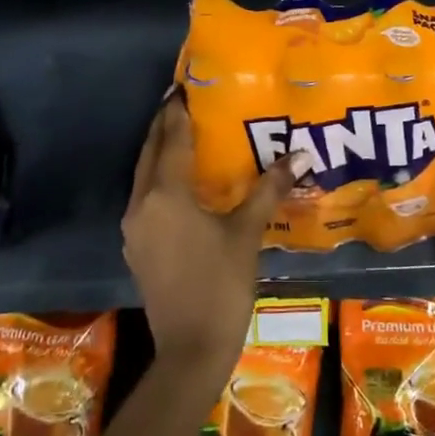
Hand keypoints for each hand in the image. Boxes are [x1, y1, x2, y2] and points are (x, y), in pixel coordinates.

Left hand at [122, 94, 301, 362]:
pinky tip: (179, 183)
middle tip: (181, 102)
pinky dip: (159, 180)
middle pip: (150, 153)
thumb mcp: (247, 233)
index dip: (178, 112)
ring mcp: (134, 229)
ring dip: (159, 153)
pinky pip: (145, 199)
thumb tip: (300, 154)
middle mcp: (141, 205)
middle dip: (164, 126)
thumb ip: (268, 189)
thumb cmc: (222, 285)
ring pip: (143, 177)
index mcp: (166, 195)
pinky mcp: (137, 247)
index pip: (171, 140)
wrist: (191, 349)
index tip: (184, 86)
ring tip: (183, 135)